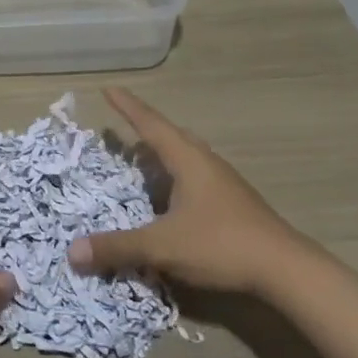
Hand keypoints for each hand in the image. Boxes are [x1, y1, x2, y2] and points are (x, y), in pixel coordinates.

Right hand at [68, 88, 293, 293]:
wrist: (285, 269)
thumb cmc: (221, 244)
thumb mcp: (162, 247)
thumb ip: (118, 247)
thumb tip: (72, 252)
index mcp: (187, 159)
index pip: (150, 124)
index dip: (127, 107)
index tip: (108, 88)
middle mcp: (205, 162)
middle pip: (170, 136)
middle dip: (144, 130)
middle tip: (121, 129)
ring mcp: (223, 182)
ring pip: (185, 157)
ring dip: (161, 156)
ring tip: (142, 161)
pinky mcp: (232, 202)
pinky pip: (194, 177)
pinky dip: (174, 179)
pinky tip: (169, 200)